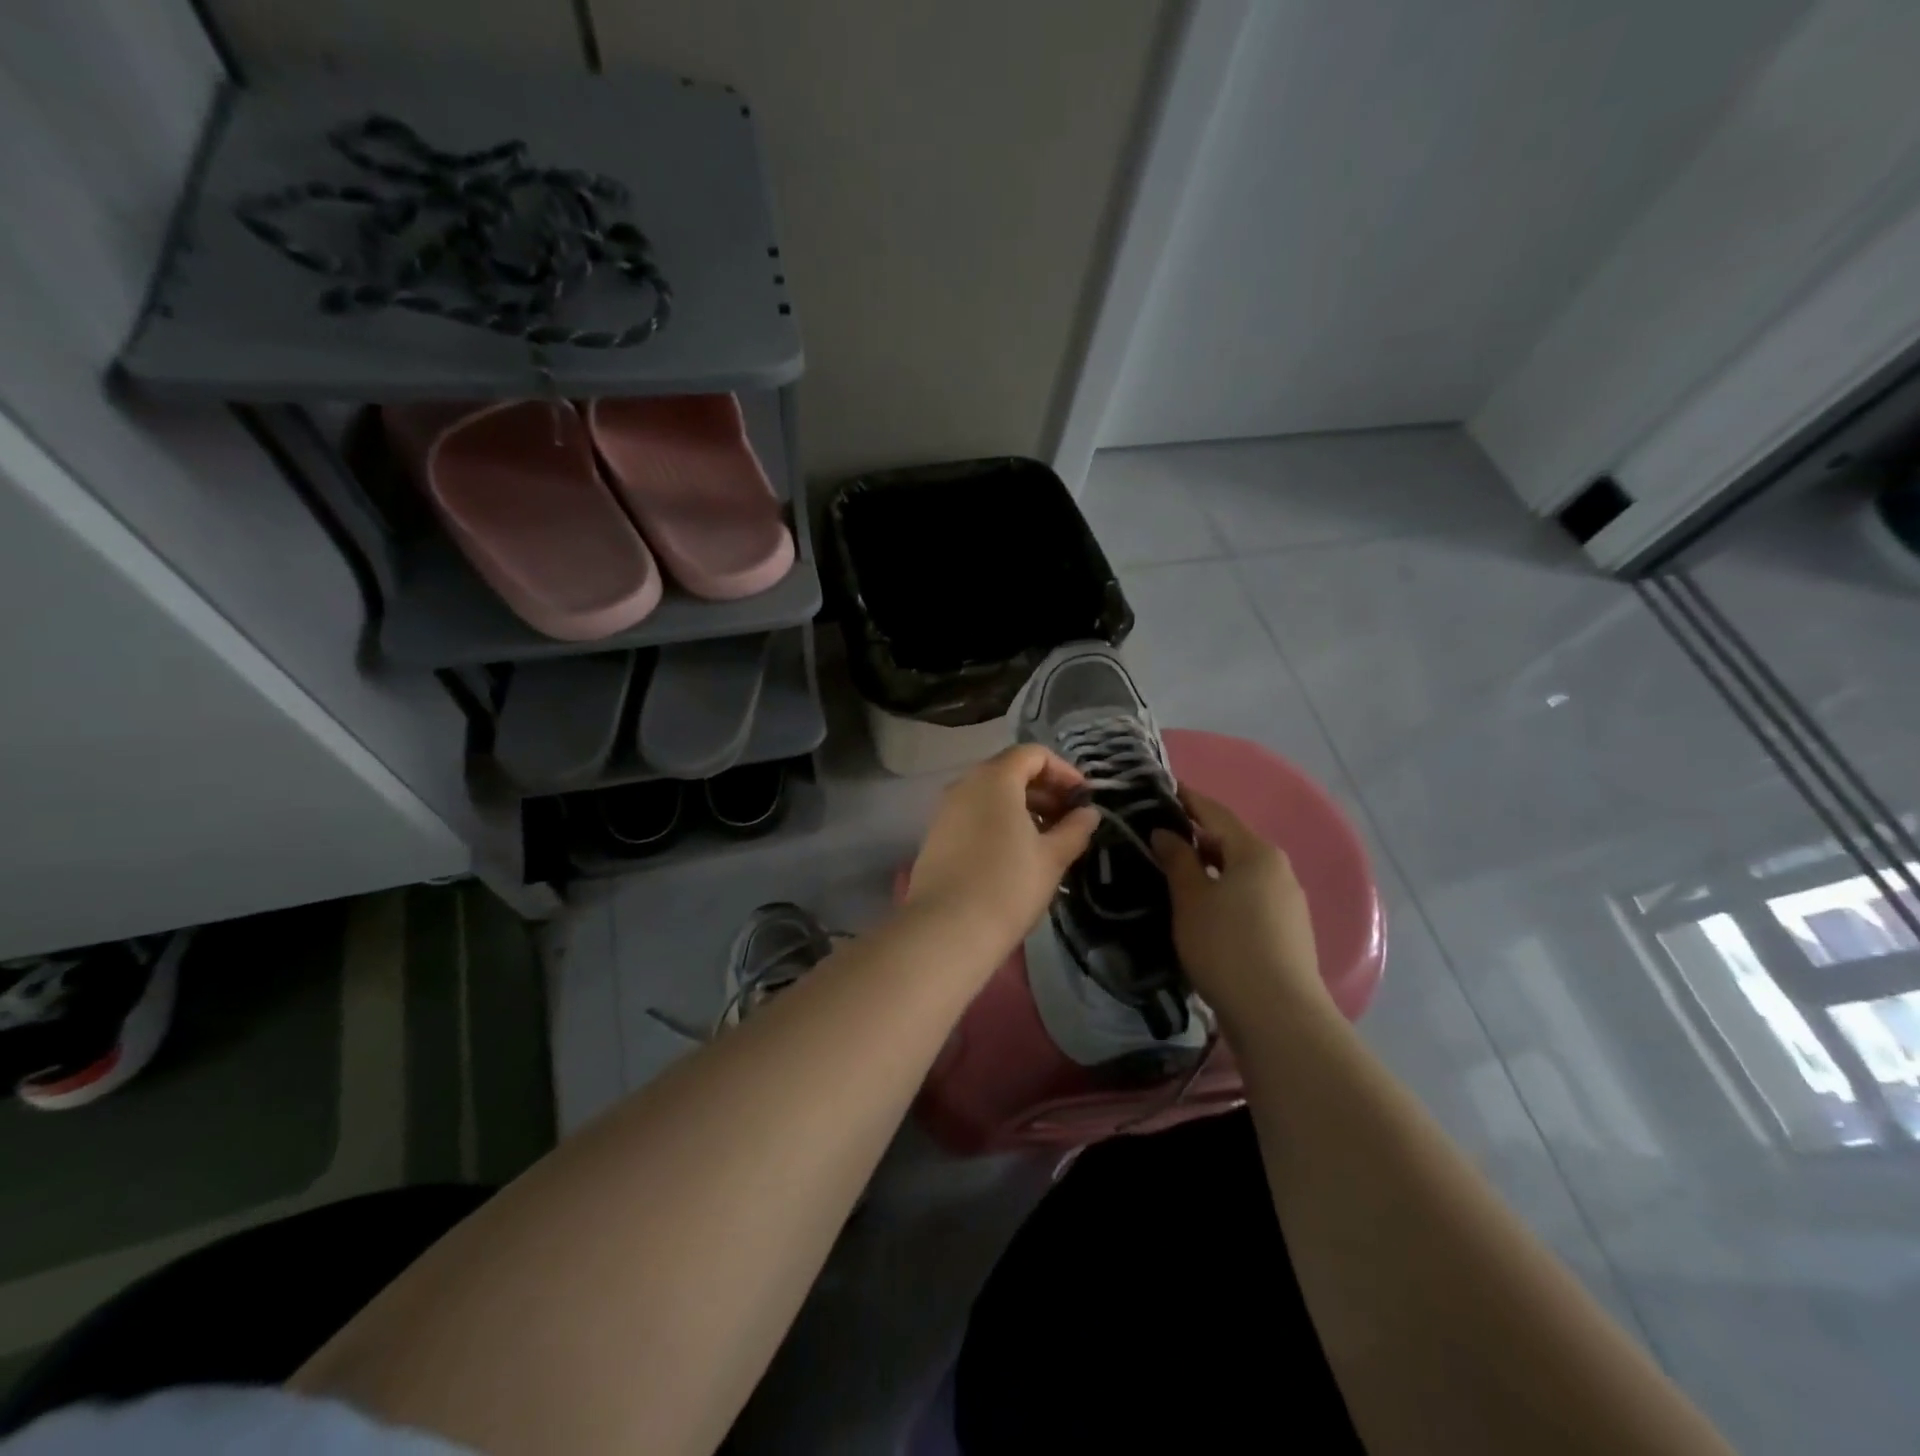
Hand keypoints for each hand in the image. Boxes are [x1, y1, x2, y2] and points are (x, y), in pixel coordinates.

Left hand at [905, 744, 1099, 963]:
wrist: (947, 929)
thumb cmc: (1008, 885)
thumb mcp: (1051, 858)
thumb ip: (1074, 829)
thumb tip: (1088, 814)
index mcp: (994, 779)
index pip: (1032, 754)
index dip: (1063, 771)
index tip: (1083, 799)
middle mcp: (965, 784)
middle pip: (1009, 771)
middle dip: (1044, 790)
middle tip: (1069, 819)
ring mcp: (945, 810)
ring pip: (990, 795)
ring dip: (1022, 808)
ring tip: (1047, 839)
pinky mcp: (936, 836)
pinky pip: (973, 814)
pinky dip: (998, 821)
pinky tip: (1015, 853)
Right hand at [1151, 789, 1323, 1022]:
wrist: (1277, 1014)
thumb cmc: (1225, 946)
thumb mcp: (1190, 899)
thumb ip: (1177, 859)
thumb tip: (1165, 833)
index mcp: (1255, 851)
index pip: (1215, 812)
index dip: (1187, 800)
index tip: (1162, 790)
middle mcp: (1278, 868)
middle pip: (1231, 841)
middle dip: (1196, 837)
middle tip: (1158, 838)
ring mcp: (1287, 900)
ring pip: (1240, 870)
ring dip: (1210, 867)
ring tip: (1176, 872)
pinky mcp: (1287, 929)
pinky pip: (1249, 895)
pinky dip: (1224, 890)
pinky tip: (1203, 907)